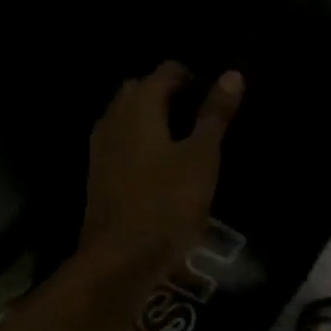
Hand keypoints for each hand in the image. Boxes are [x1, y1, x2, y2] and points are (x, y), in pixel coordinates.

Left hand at [81, 62, 243, 280]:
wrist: (119, 258)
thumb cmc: (166, 204)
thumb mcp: (201, 158)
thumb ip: (215, 115)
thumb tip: (232, 74)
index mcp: (139, 107)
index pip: (165, 72)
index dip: (190, 77)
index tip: (212, 95)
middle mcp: (113, 119)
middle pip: (138, 91)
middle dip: (166, 94)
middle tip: (198, 115)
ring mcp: (100, 149)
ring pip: (125, 117)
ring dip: (150, 119)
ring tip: (182, 140)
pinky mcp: (98, 176)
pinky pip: (120, 144)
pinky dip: (139, 144)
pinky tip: (159, 167)